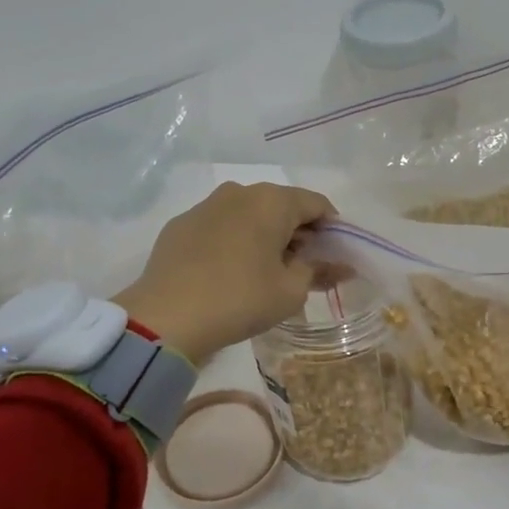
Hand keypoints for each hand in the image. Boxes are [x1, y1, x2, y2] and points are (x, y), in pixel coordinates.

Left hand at [115, 182, 335, 362]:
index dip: (332, 229)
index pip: (316, 204)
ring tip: (266, 272)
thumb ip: (319, 271)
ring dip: (264, 236)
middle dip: (298, 233)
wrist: (167, 317)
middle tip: (304, 268)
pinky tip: (230, 272)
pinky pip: (220, 227)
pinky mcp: (180, 225)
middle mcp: (239, 192)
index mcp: (271, 200)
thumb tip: (341, 265)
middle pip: (281, 206)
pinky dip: (234, 242)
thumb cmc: (241, 299)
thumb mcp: (291, 291)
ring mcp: (205, 206)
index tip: (335, 256)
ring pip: (248, 214)